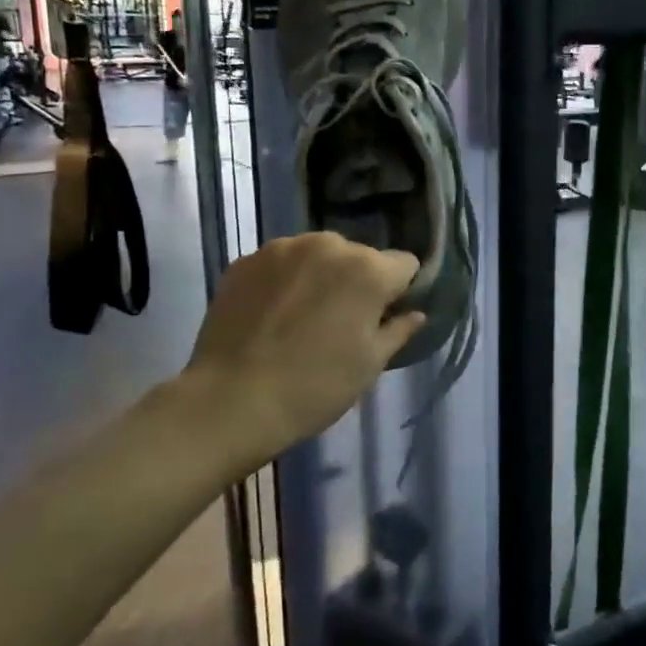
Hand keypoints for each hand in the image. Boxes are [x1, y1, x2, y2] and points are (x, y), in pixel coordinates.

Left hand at [184, 233, 425, 459]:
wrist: (230, 401)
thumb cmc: (315, 387)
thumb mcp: (369, 365)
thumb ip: (398, 331)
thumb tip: (415, 314)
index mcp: (368, 269)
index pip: (405, 264)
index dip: (400, 290)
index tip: (384, 317)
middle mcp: (329, 245)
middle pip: (359, 256)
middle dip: (357, 281)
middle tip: (340, 322)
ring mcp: (283, 248)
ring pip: (318, 255)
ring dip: (319, 276)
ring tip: (301, 317)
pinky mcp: (246, 260)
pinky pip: (281, 263)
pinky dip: (284, 281)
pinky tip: (271, 315)